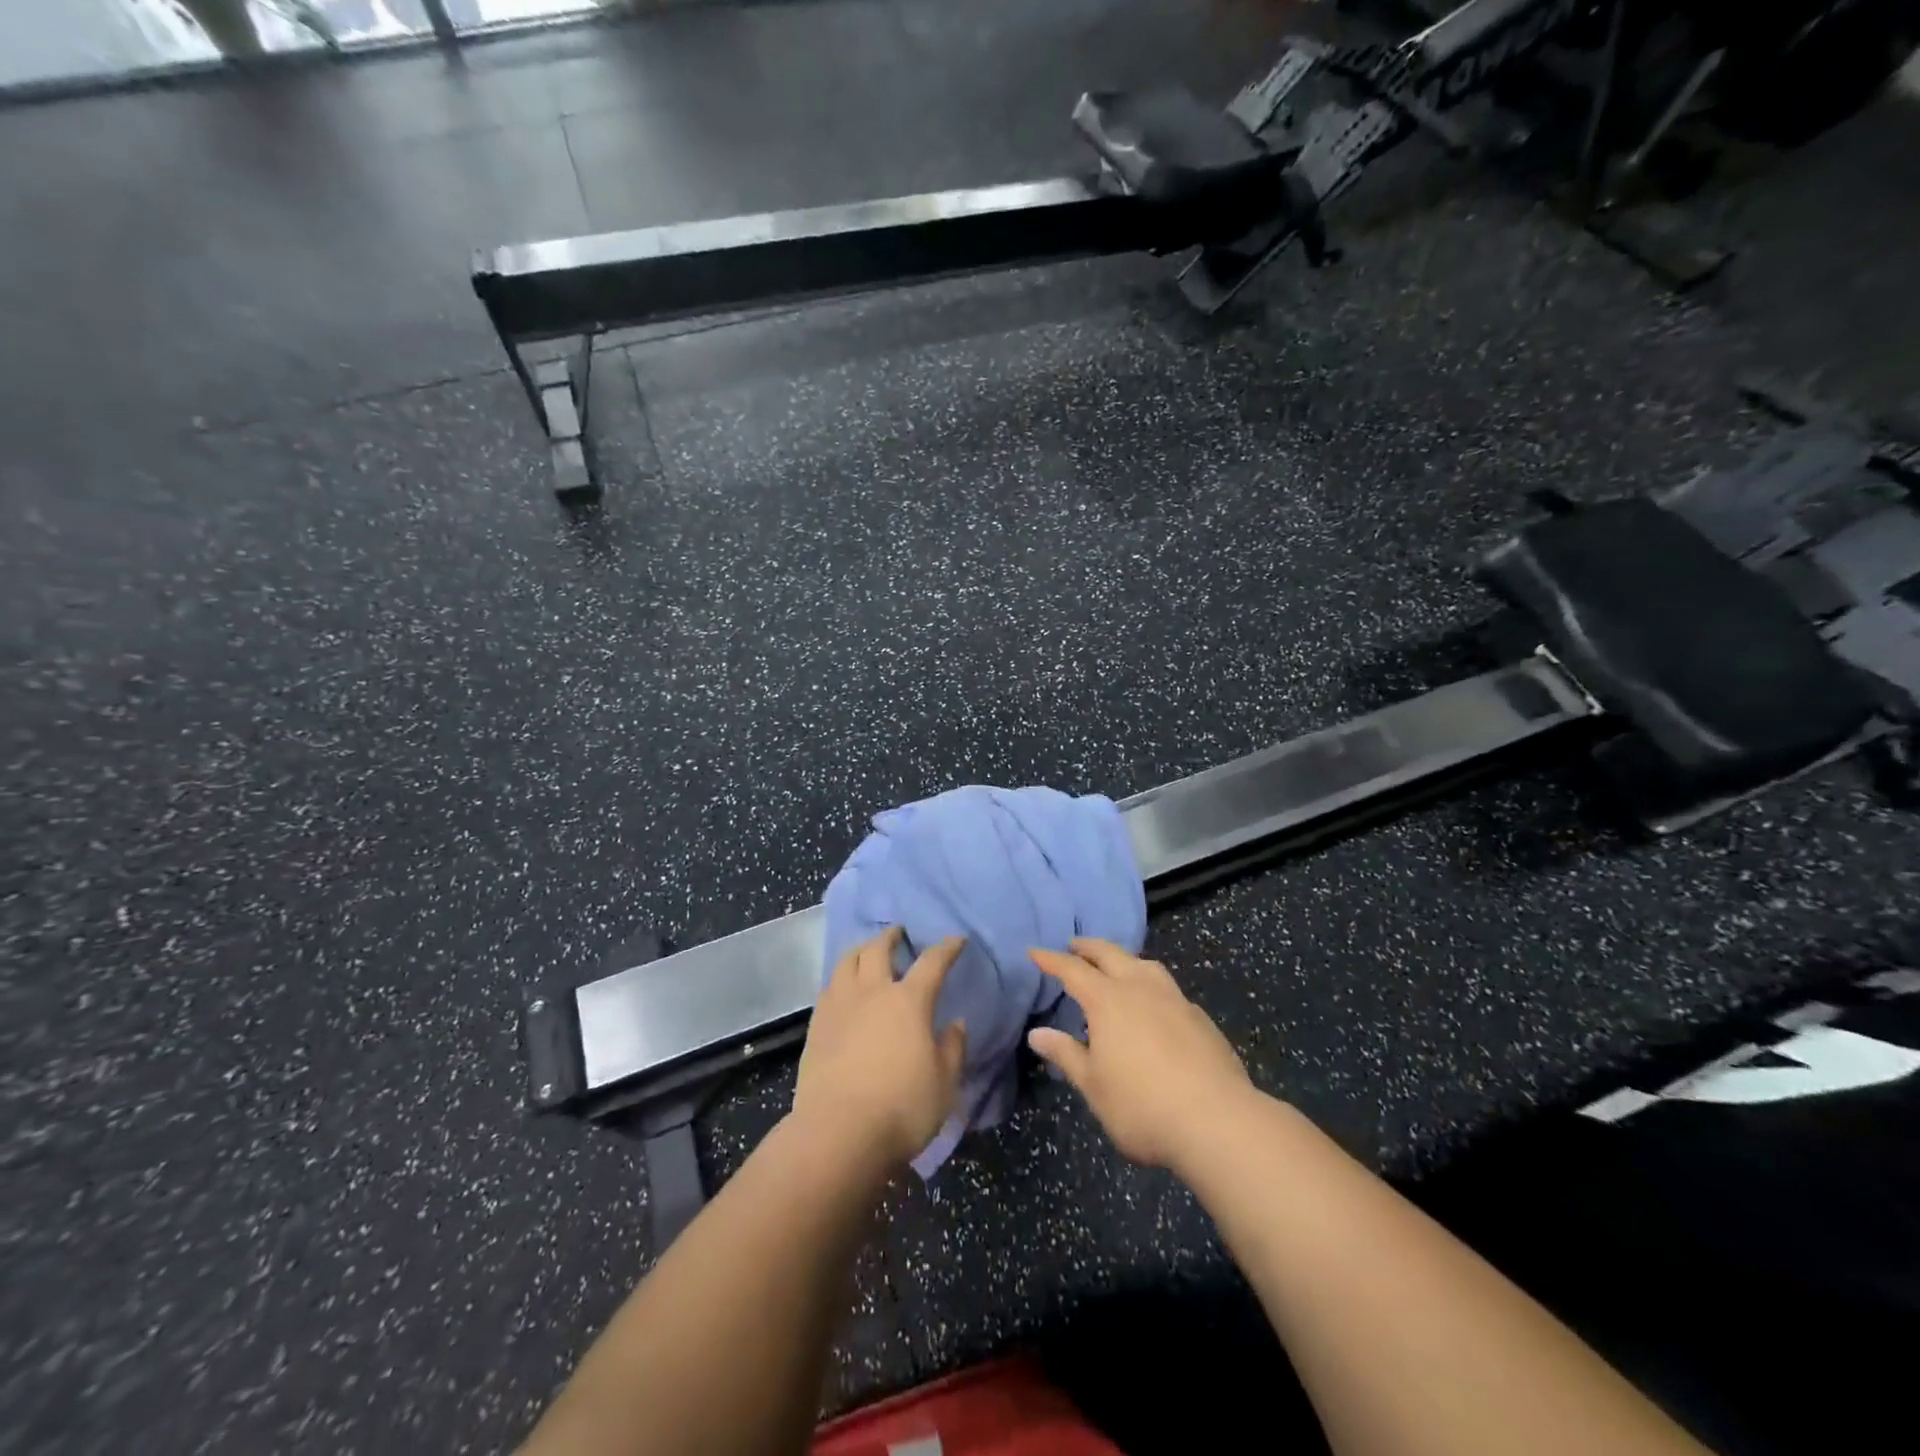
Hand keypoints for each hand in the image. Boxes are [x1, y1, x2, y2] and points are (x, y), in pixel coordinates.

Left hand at [793, 928, 968, 1168]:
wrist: (838, 1133)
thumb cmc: (902, 1107)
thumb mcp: (943, 1083)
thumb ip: (952, 1048)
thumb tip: (955, 1023)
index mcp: (909, 1001)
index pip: (932, 963)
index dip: (947, 948)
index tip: (956, 940)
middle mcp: (872, 992)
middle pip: (878, 950)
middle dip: (890, 937)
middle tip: (897, 933)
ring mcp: (839, 1006)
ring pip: (847, 962)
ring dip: (860, 951)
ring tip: (866, 953)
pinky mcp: (816, 1026)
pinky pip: (829, 987)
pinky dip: (840, 979)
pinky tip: (843, 989)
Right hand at [1028, 938, 1253, 1169]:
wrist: (1218, 1122)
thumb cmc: (1142, 1106)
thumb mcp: (1093, 1086)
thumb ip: (1066, 1054)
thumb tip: (1037, 1033)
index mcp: (1108, 1000)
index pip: (1072, 970)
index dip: (1052, 960)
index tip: (1035, 952)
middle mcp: (1140, 988)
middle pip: (1110, 954)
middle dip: (1088, 947)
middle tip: (1073, 946)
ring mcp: (1175, 999)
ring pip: (1145, 965)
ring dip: (1124, 959)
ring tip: (1116, 966)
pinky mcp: (1200, 1018)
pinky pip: (1168, 988)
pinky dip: (1151, 984)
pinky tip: (1154, 1004)